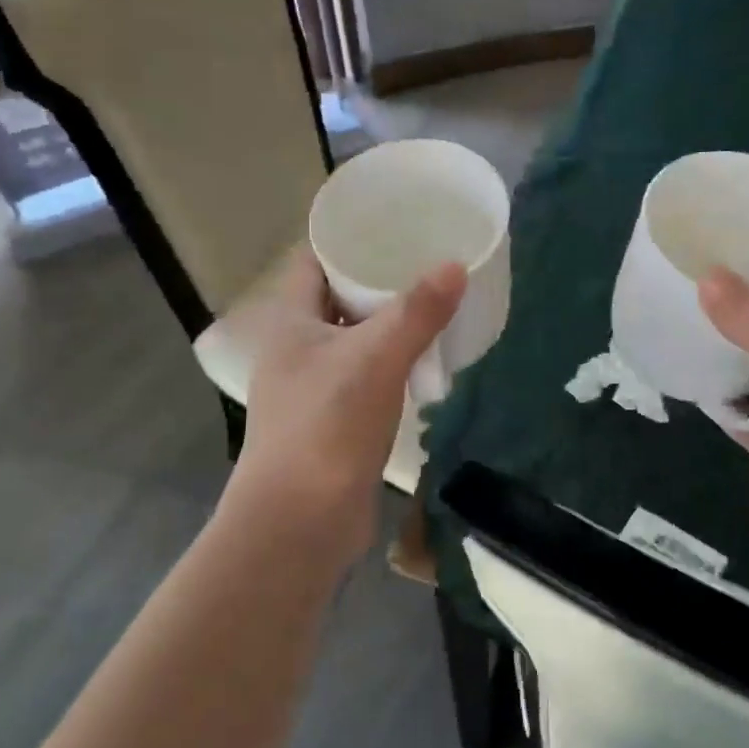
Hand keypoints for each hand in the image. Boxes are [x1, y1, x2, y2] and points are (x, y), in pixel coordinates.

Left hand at [226, 248, 464, 558]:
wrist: (300, 524)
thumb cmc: (326, 426)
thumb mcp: (375, 359)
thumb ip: (416, 312)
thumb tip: (456, 265)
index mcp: (292, 323)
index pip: (314, 262)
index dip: (347, 239)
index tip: (392, 223)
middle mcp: (297, 350)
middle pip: (337, 299)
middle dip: (378, 281)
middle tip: (426, 260)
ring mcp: (313, 388)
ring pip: (355, 340)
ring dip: (388, 324)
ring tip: (434, 302)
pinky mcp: (334, 421)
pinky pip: (367, 377)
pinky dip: (393, 364)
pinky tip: (425, 360)